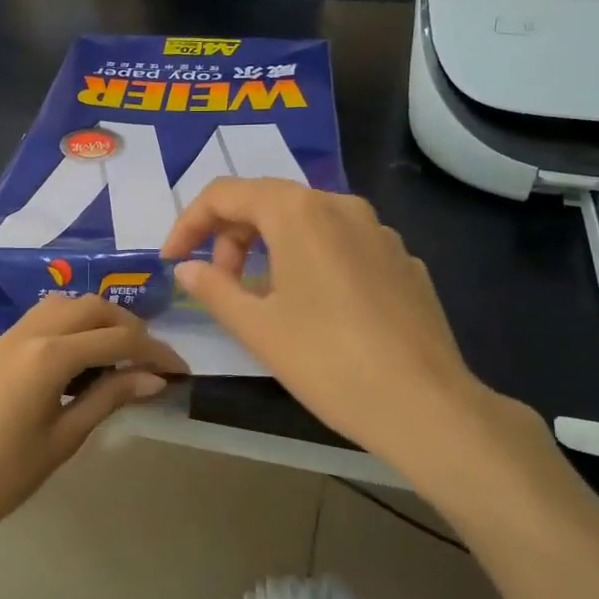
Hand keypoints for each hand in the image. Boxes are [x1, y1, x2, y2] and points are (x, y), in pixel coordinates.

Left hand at [0, 294, 184, 536]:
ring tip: (115, 350)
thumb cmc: (9, 473)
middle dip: (128, 325)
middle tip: (149, 357)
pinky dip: (68, 323)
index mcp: (49, 356)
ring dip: (96, 317)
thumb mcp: (66, 436)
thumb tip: (154, 378)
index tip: (179, 369)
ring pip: (62, 305)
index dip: (154, 351)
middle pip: (91, 308)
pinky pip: (38, 318)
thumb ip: (110, 397)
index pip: (116, 339)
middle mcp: (29, 334)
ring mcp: (6, 338)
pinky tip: (77, 355)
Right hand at [161, 179, 538, 479]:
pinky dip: (312, 262)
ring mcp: (380, 232)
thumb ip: (214, 289)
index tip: (172, 261)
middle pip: (269, 202)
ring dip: (270, 248)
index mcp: (299, 213)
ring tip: (262, 299)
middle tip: (219, 285)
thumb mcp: (257, 328)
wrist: (425, 405)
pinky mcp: (403, 261)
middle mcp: (342, 206)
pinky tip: (316, 310)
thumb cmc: (327, 361)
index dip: (190, 223)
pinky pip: (342, 246)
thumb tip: (188, 269)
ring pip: (308, 223)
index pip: (227, 194)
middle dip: (231, 237)